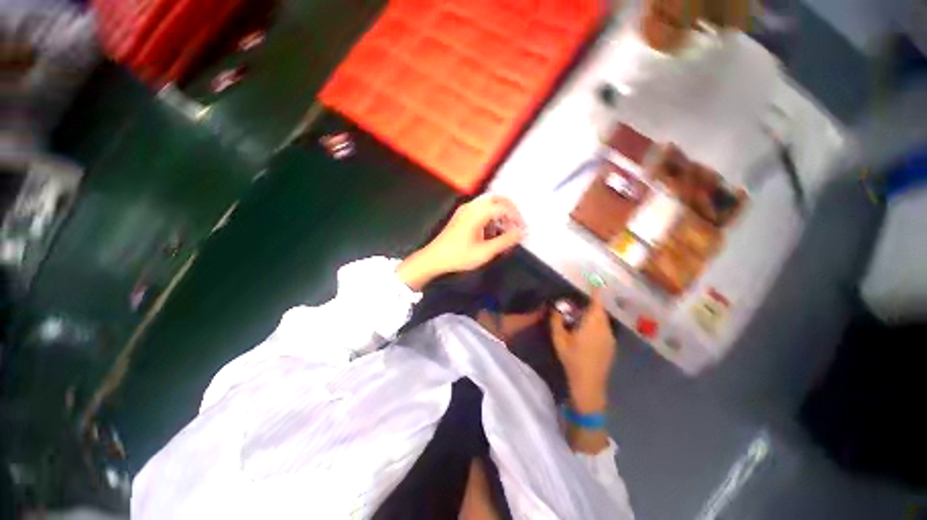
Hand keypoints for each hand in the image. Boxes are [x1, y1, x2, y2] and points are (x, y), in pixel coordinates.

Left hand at [397, 196, 524, 290]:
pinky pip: (481, 209)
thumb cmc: (458, 256)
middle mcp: (471, 206)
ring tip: (505, 230)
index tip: (522, 229)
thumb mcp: (485, 252)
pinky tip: (492, 232)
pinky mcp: (462, 215)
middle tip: (517, 224)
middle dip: (510, 210)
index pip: (503, 206)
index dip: (516, 216)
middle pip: (497, 199)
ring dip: (500, 213)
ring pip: (489, 203)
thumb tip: (520, 232)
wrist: (434, 258)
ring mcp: (465, 210)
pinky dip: (491, 216)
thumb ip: (505, 241)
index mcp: (477, 213)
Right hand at [550, 292, 616, 412]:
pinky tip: (587, 333)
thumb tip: (556, 308)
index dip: (596, 293)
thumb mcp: (559, 339)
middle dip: (592, 305)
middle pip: (600, 311)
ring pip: (603, 320)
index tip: (595, 282)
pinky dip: (598, 324)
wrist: (589, 383)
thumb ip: (556, 321)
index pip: (596, 304)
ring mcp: (610, 338)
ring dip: (594, 315)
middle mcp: (604, 328)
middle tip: (578, 305)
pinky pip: (605, 328)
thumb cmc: (572, 359)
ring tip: (581, 318)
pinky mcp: (611, 346)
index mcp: (592, 325)